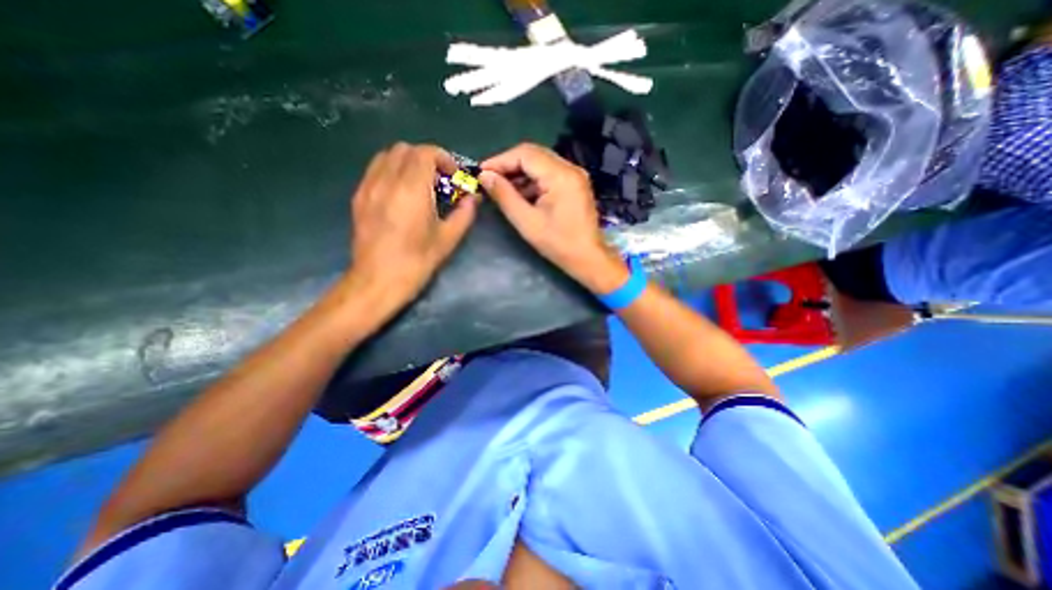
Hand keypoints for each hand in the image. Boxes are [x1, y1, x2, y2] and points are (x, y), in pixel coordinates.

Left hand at [346, 143, 477, 313]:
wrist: (377, 281)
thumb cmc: (417, 262)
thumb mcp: (448, 239)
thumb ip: (464, 214)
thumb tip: (473, 198)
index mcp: (411, 189)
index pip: (425, 152)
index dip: (444, 159)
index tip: (454, 177)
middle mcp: (386, 180)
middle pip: (405, 149)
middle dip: (426, 158)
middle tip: (439, 180)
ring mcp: (368, 187)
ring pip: (387, 156)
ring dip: (407, 162)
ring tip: (420, 184)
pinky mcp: (358, 197)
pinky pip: (375, 170)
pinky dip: (392, 171)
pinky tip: (401, 194)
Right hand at [479, 142, 627, 295]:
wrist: (588, 258)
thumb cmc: (558, 243)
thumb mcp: (526, 221)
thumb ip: (504, 196)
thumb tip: (485, 176)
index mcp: (561, 175)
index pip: (525, 154)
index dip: (500, 161)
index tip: (481, 172)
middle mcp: (570, 168)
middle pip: (534, 155)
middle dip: (509, 165)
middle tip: (489, 179)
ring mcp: (575, 175)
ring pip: (541, 164)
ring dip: (520, 173)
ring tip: (501, 188)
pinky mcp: (575, 184)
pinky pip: (549, 174)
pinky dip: (533, 181)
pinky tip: (520, 194)